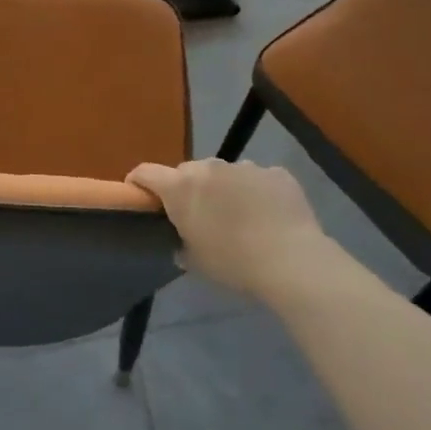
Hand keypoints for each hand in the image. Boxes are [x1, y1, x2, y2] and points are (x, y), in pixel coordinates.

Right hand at [127, 159, 334, 299]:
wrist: (292, 261)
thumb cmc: (233, 263)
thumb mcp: (195, 261)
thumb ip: (181, 243)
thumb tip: (181, 241)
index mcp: (181, 187)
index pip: (145, 172)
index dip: (138, 182)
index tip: (139, 196)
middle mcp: (209, 168)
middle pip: (187, 172)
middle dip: (188, 189)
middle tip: (198, 216)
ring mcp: (245, 166)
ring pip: (224, 174)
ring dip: (224, 189)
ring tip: (240, 217)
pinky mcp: (275, 172)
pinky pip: (257, 179)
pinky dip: (256, 192)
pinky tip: (269, 216)